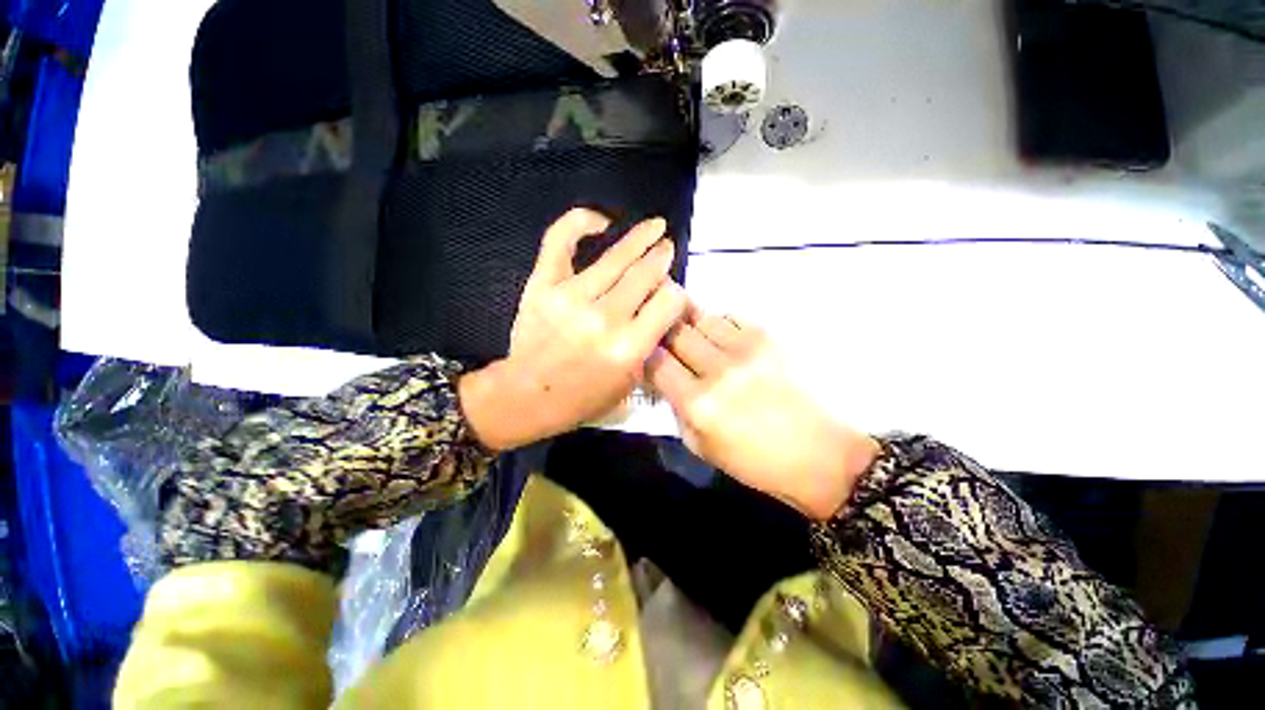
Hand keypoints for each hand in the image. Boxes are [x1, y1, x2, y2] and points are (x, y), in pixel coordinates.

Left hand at [460, 208, 687, 450]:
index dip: (675, 293)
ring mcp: (572, 297)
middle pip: (646, 275)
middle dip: (662, 257)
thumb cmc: (583, 398)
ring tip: (654, 226)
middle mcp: (605, 318)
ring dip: (640, 237)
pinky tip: (602, 221)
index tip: (672, 291)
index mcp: (629, 347)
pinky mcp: (544, 285)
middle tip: (668, 247)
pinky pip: (561, 241)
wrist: (527, 395)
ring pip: (616, 258)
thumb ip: (649, 348)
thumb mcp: (628, 385)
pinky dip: (580, 222)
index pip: (668, 303)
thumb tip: (660, 310)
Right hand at [646, 307, 879, 519]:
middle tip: (667, 342)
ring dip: (691, 327)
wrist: (819, 453)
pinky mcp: (768, 338)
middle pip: (675, 333)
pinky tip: (724, 340)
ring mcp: (745, 349)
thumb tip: (662, 376)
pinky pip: (730, 317)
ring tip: (695, 339)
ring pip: (701, 318)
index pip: (655, 362)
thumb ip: (675, 408)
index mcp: (698, 404)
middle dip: (665, 336)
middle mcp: (718, 370)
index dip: (646, 356)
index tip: (647, 358)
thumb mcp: (700, 446)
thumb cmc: (754, 461)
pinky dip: (719, 325)